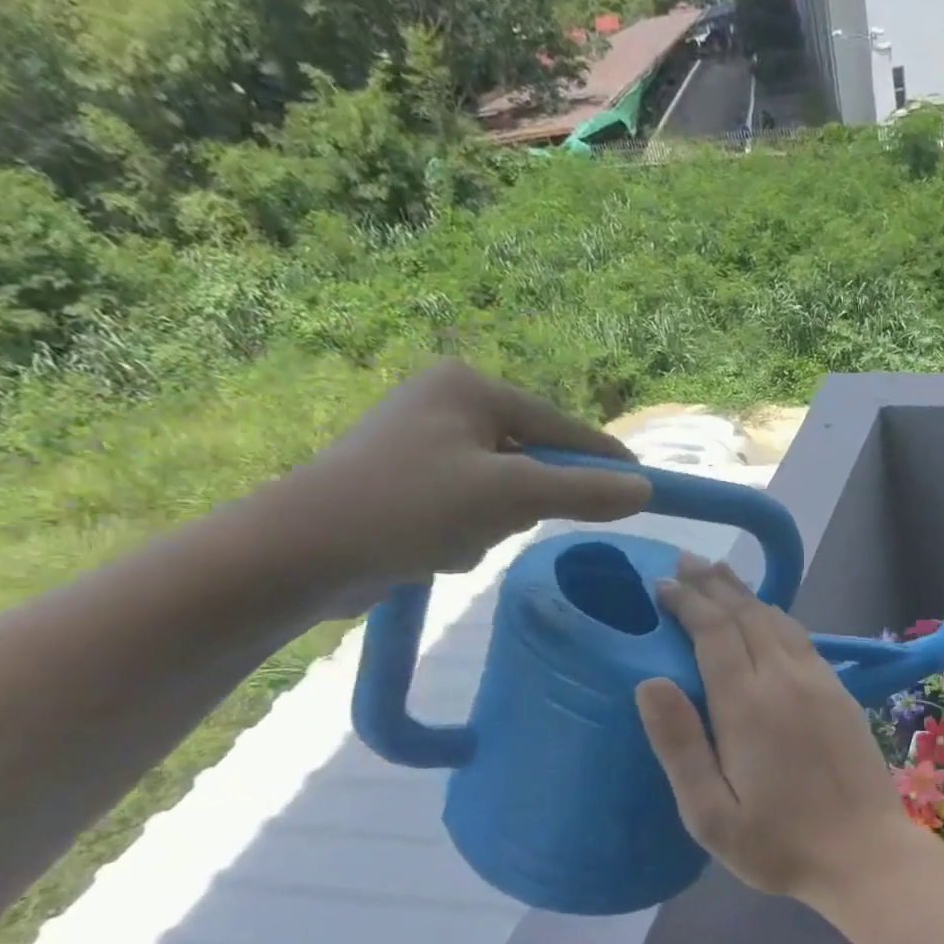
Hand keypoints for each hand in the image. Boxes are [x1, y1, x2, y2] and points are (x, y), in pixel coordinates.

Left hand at [275, 360, 651, 609]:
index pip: (562, 426)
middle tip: (508, 522)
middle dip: (527, 500)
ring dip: (496, 521)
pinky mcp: (408, 480)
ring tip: (460, 539)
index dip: (604, 459)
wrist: (297, 555)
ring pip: (504, 488)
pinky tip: (437, 547)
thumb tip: (645, 489)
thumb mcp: (511, 497)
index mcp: (470, 387)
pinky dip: (468, 530)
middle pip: (533, 459)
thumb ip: (584, 491)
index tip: (644, 486)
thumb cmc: (410, 507)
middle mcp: (447, 403)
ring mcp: (424, 441)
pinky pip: (472, 504)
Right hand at [635, 555, 910, 903]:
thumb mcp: (710, 814)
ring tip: (719, 576)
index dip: (687, 601)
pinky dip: (775, 616)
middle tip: (685, 561)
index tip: (661, 584)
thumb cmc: (779, 844)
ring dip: (745, 594)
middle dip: (713, 584)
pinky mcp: (840, 690)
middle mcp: (785, 678)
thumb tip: (649, 682)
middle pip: (746, 613)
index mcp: (748, 704)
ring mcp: (820, 680)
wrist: (865, 852)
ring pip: (778, 619)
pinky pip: (802, 637)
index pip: (713, 631)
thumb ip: (680, 744)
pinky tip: (766, 617)